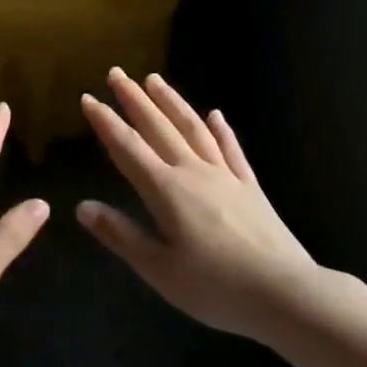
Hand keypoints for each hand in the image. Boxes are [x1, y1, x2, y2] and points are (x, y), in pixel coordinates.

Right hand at [77, 70, 320, 342]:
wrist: (284, 292)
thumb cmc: (215, 287)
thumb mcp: (159, 269)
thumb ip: (121, 235)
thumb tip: (82, 207)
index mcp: (167, 191)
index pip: (128, 148)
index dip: (106, 122)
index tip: (88, 98)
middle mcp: (194, 172)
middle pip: (159, 128)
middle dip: (134, 99)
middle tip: (117, 73)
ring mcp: (226, 176)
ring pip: (193, 129)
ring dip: (172, 102)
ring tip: (155, 80)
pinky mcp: (250, 186)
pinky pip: (231, 149)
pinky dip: (220, 130)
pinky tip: (215, 115)